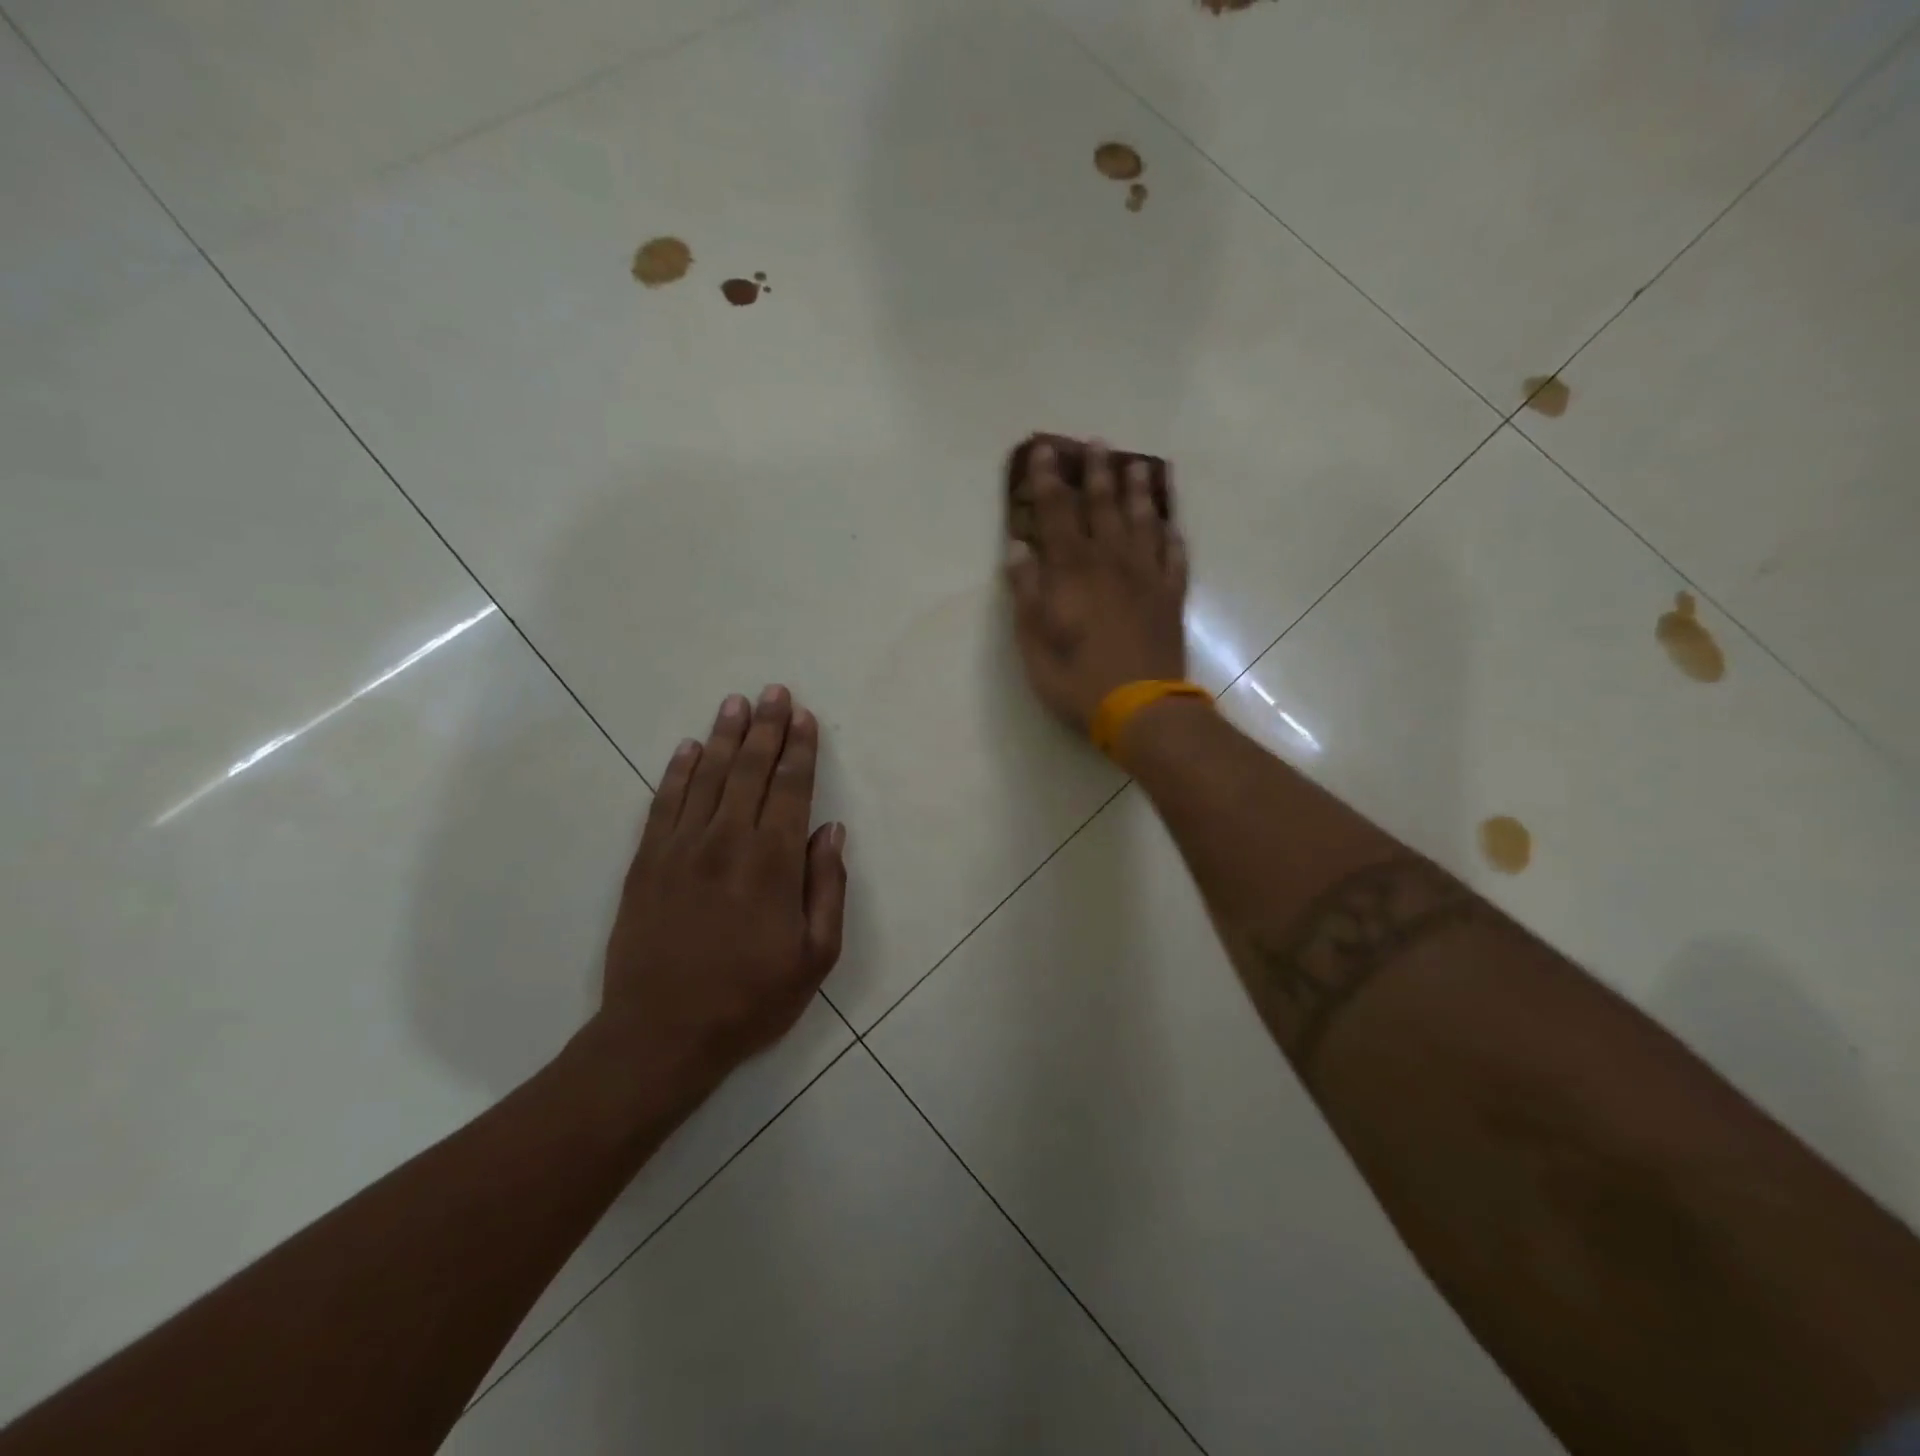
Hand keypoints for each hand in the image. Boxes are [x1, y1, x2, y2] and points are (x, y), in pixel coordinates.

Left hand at [595, 686, 846, 1085]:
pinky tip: (689, 748)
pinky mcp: (647, 862)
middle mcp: (728, 842)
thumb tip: (832, 832)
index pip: (791, 789)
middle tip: (774, 692)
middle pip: (751, 771)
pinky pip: (665, 803)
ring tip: (736, 703)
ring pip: (708, 777)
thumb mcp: (816, 956)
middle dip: (767, 728)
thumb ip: (827, 888)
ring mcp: (681, 848)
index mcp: (774, 863)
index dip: (800, 749)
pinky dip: (678, 771)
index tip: (804, 717)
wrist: (661, 1034)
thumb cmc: (750, 999)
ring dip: (726, 737)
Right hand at [1005, 441, 1189, 731]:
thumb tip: (1018, 549)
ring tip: (1139, 465)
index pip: (1058, 512)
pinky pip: (1174, 556)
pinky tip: (1171, 524)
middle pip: (1104, 506)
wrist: (1141, 709)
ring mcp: (1147, 577)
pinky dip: (1172, 536)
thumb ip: (1026, 593)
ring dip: (1139, 492)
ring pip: (1143, 522)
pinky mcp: (1171, 597)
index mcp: (1072, 571)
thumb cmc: (1077, 680)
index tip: (1044, 450)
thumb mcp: (1034, 643)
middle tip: (1097, 442)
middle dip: (1098, 472)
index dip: (1049, 479)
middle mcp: (1111, 562)